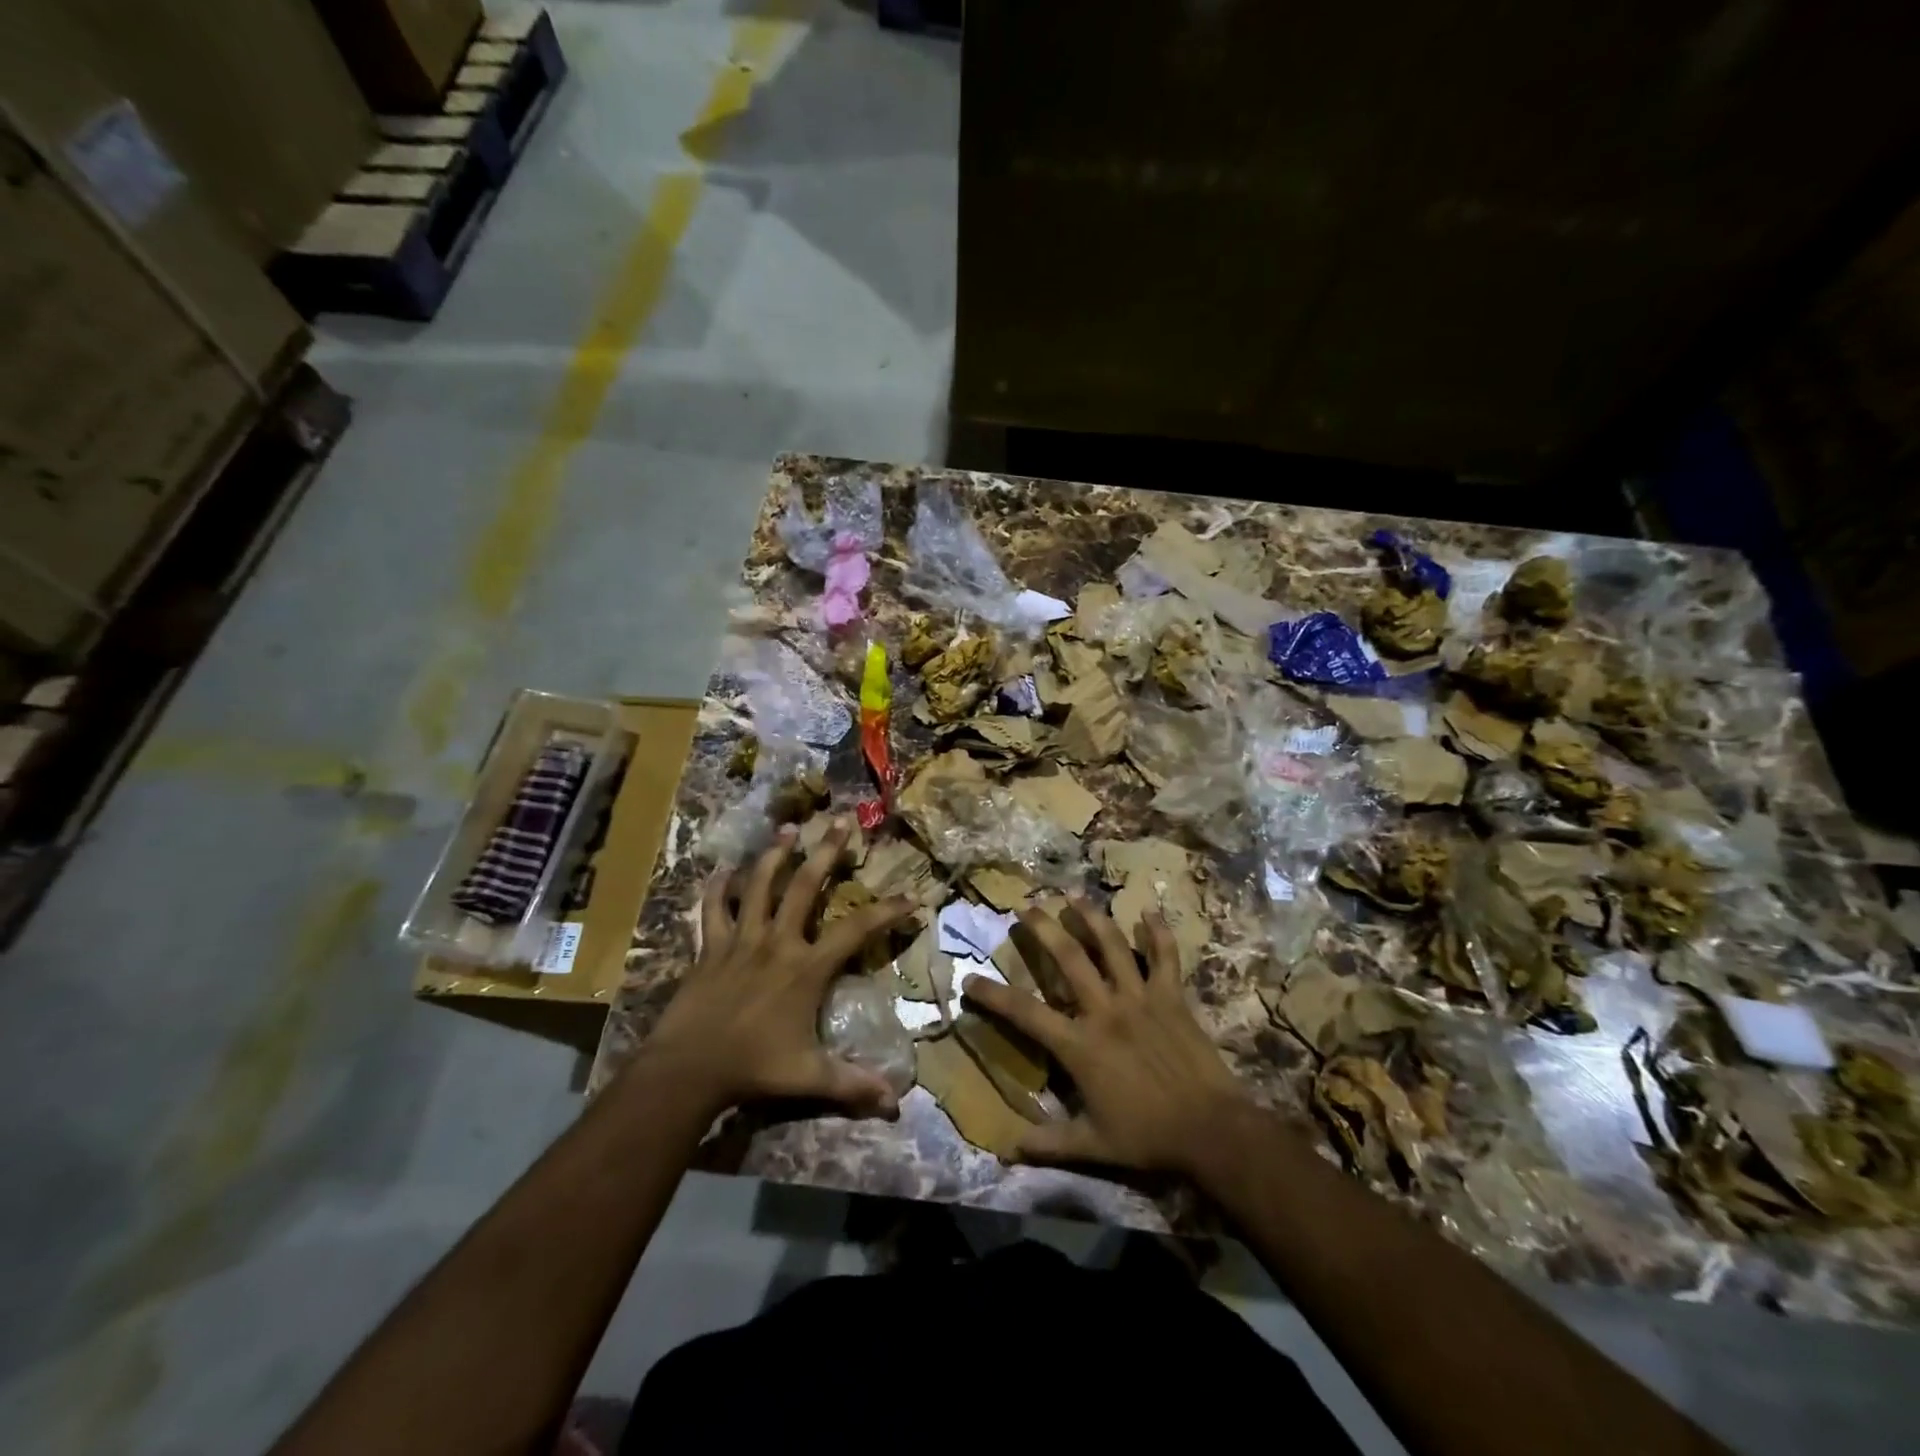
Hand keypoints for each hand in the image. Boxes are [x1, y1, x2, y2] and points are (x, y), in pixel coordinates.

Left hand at [643, 820, 913, 1118]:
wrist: (688, 1069)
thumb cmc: (754, 1068)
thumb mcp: (810, 1077)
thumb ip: (853, 1085)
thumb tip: (897, 1103)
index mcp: (807, 967)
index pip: (857, 929)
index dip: (887, 910)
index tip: (912, 895)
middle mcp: (777, 942)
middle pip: (805, 886)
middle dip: (826, 851)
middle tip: (840, 820)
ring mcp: (741, 940)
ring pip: (758, 885)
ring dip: (774, 855)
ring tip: (787, 828)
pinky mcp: (710, 947)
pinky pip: (712, 910)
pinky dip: (716, 889)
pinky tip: (720, 871)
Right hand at [962, 900, 1249, 1175]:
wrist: (1211, 1131)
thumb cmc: (1148, 1137)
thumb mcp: (1093, 1146)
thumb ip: (1049, 1144)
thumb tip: (1008, 1150)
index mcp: (1080, 1045)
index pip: (1025, 1012)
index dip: (993, 995)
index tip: (970, 979)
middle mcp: (1105, 1011)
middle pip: (1069, 959)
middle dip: (1044, 929)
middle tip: (1026, 906)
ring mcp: (1140, 998)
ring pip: (1113, 946)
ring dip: (1092, 917)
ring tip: (1074, 895)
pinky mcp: (1172, 997)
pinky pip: (1165, 957)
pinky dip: (1159, 933)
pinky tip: (1150, 911)